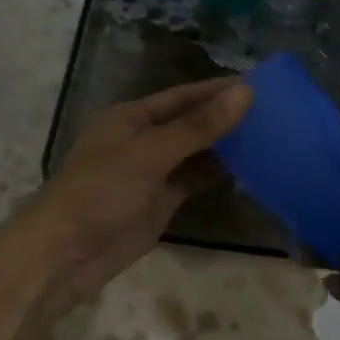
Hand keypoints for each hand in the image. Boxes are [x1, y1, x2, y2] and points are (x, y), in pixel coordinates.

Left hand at [2, 78, 251, 325]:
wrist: (66, 254)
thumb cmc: (101, 191)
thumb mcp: (150, 153)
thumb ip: (198, 126)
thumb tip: (244, 92)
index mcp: (131, 117)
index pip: (182, 96)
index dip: (217, 90)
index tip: (258, 85)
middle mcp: (143, 140)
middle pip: (191, 122)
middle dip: (225, 117)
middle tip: (273, 111)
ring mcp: (152, 173)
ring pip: (195, 152)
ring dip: (226, 146)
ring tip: (270, 136)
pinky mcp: (160, 202)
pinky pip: (194, 181)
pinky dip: (217, 174)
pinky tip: (249, 168)